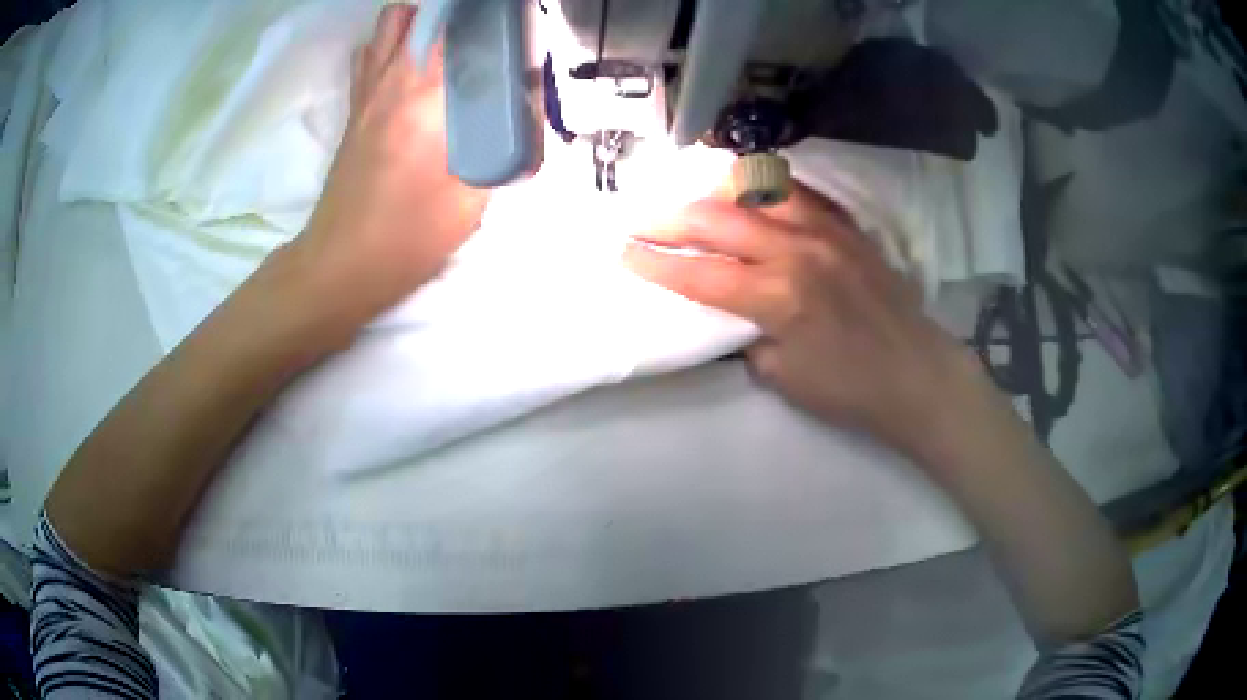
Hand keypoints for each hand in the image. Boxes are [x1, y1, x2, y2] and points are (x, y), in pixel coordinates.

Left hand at [293, 4, 487, 319]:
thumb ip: (507, 149)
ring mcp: (368, 91)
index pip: (460, 28)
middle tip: (484, 37)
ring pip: (390, 23)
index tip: (513, 20)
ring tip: (447, 42)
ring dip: (421, 21)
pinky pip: (370, 53)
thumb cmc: (407, 238)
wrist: (340, 264)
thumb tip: (528, 111)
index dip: (489, 16)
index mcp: (429, 100)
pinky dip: (391, 43)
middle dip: (457, 15)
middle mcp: (394, 81)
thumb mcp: (473, 201)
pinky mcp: (354, 107)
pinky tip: (408, 65)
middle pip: (424, 13)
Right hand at [624, 186, 986, 455]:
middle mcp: (797, 250)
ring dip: (718, 188)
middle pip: (717, 218)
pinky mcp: (847, 226)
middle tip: (638, 220)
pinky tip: (752, 194)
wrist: (916, 374)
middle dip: (668, 218)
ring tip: (696, 197)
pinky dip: (766, 188)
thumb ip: (747, 333)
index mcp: (778, 297)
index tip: (621, 253)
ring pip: (760, 186)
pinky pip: (799, 192)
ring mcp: (826, 230)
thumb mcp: (782, 376)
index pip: (699, 272)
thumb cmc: (849, 389)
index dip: (654, 263)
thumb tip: (730, 307)